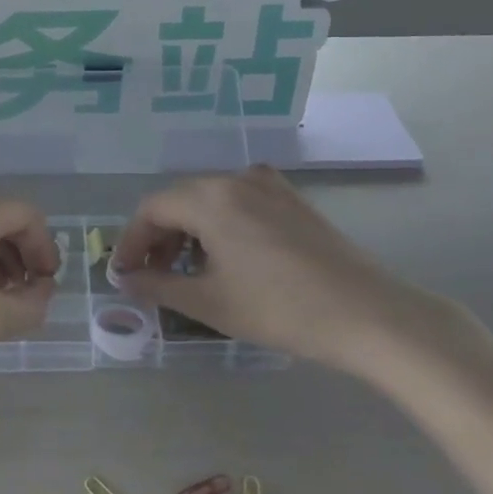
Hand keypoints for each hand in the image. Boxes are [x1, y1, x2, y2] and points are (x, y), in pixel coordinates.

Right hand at [112, 166, 464, 377]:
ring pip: (210, 200)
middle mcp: (236, 178)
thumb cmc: (280, 309)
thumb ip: (159, 285)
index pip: (152, 208)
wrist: (368, 314)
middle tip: (153, 276)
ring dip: (189, 231)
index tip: (124, 274)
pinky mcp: (292, 199)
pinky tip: (227, 258)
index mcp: (211, 197)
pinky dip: (220, 225)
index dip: (131, 241)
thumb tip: (125, 280)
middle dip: (159, 237)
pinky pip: (239, 202)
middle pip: (180, 200)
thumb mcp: (210, 302)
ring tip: (189, 271)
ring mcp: (269, 185)